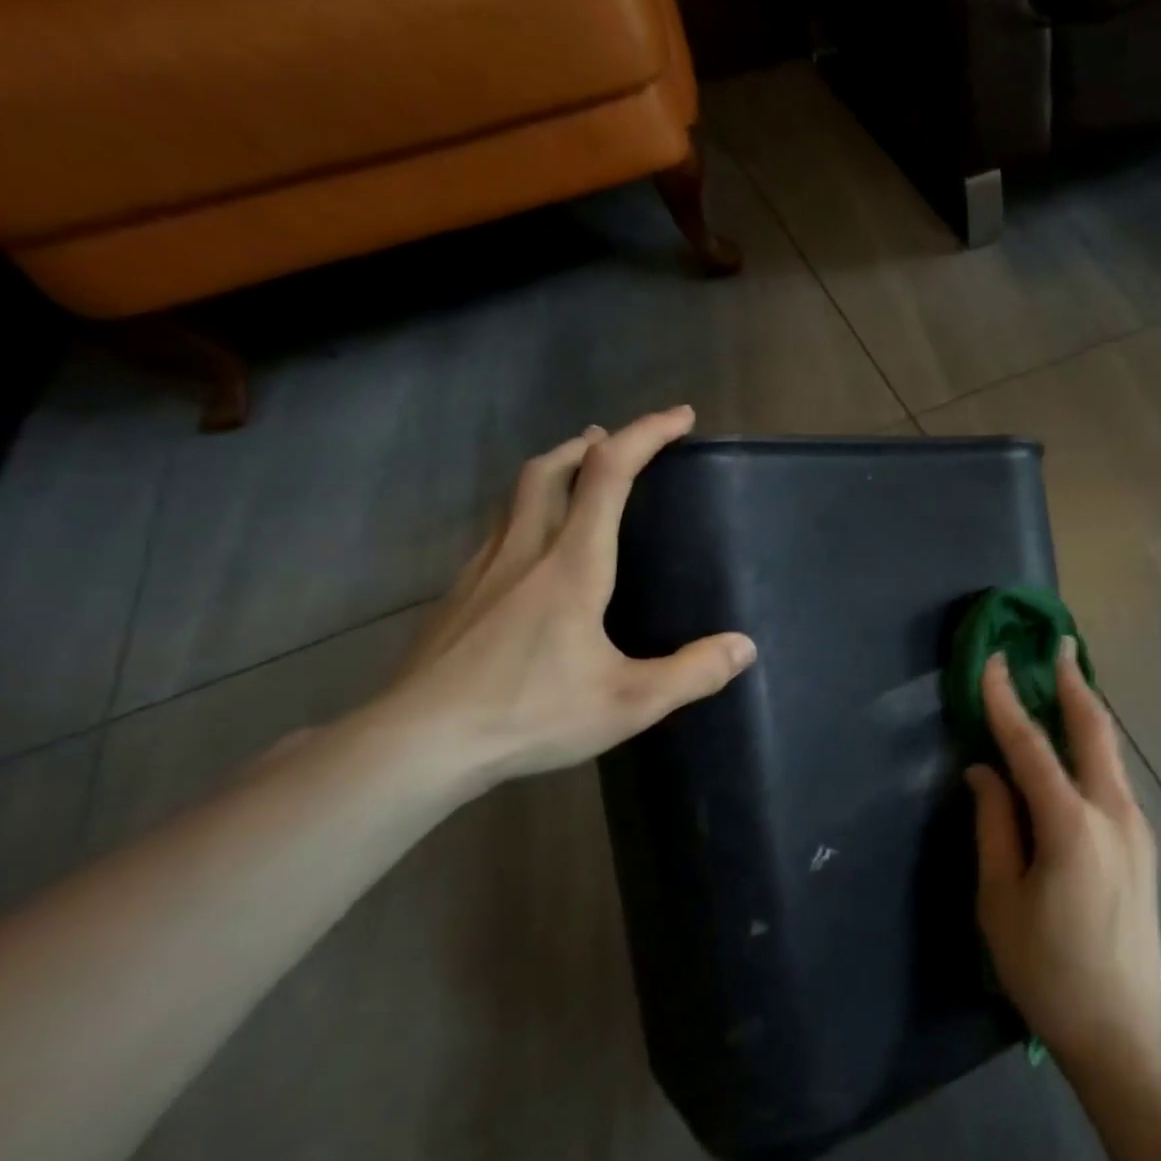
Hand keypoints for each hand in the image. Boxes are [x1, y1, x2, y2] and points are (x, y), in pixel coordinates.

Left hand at [379, 407, 755, 791]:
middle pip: (554, 468)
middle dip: (594, 444)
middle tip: (620, 442)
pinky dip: (527, 512)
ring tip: (581, 477)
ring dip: (556, 469)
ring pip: (518, 494)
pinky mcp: (458, 594)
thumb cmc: (528, 713)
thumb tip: (743, 647)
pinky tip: (535, 549)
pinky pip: (499, 529)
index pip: (610, 474)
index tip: (681, 417)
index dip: (647, 434)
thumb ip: (692, 673)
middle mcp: (526, 550)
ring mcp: (483, 569)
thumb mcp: (629, 703)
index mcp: (573, 563)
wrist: (416, 743)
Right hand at [967, 643, 1160, 1073]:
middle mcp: (1113, 812)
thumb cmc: (1049, 970)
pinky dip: (1093, 746)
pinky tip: (1076, 746)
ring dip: (1086, 711)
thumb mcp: (1001, 900)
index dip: (1007, 700)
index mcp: (1072, 826)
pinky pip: (1113, 777)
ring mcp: (1136, 826)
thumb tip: (984, 770)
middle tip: (1059, 643)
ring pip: (1110, 751)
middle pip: (1094, 730)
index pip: (1031, 746)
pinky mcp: (1143, 843)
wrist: (1124, 1028)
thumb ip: (994, 824)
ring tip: (1065, 681)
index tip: (993, 660)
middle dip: (1074, 682)